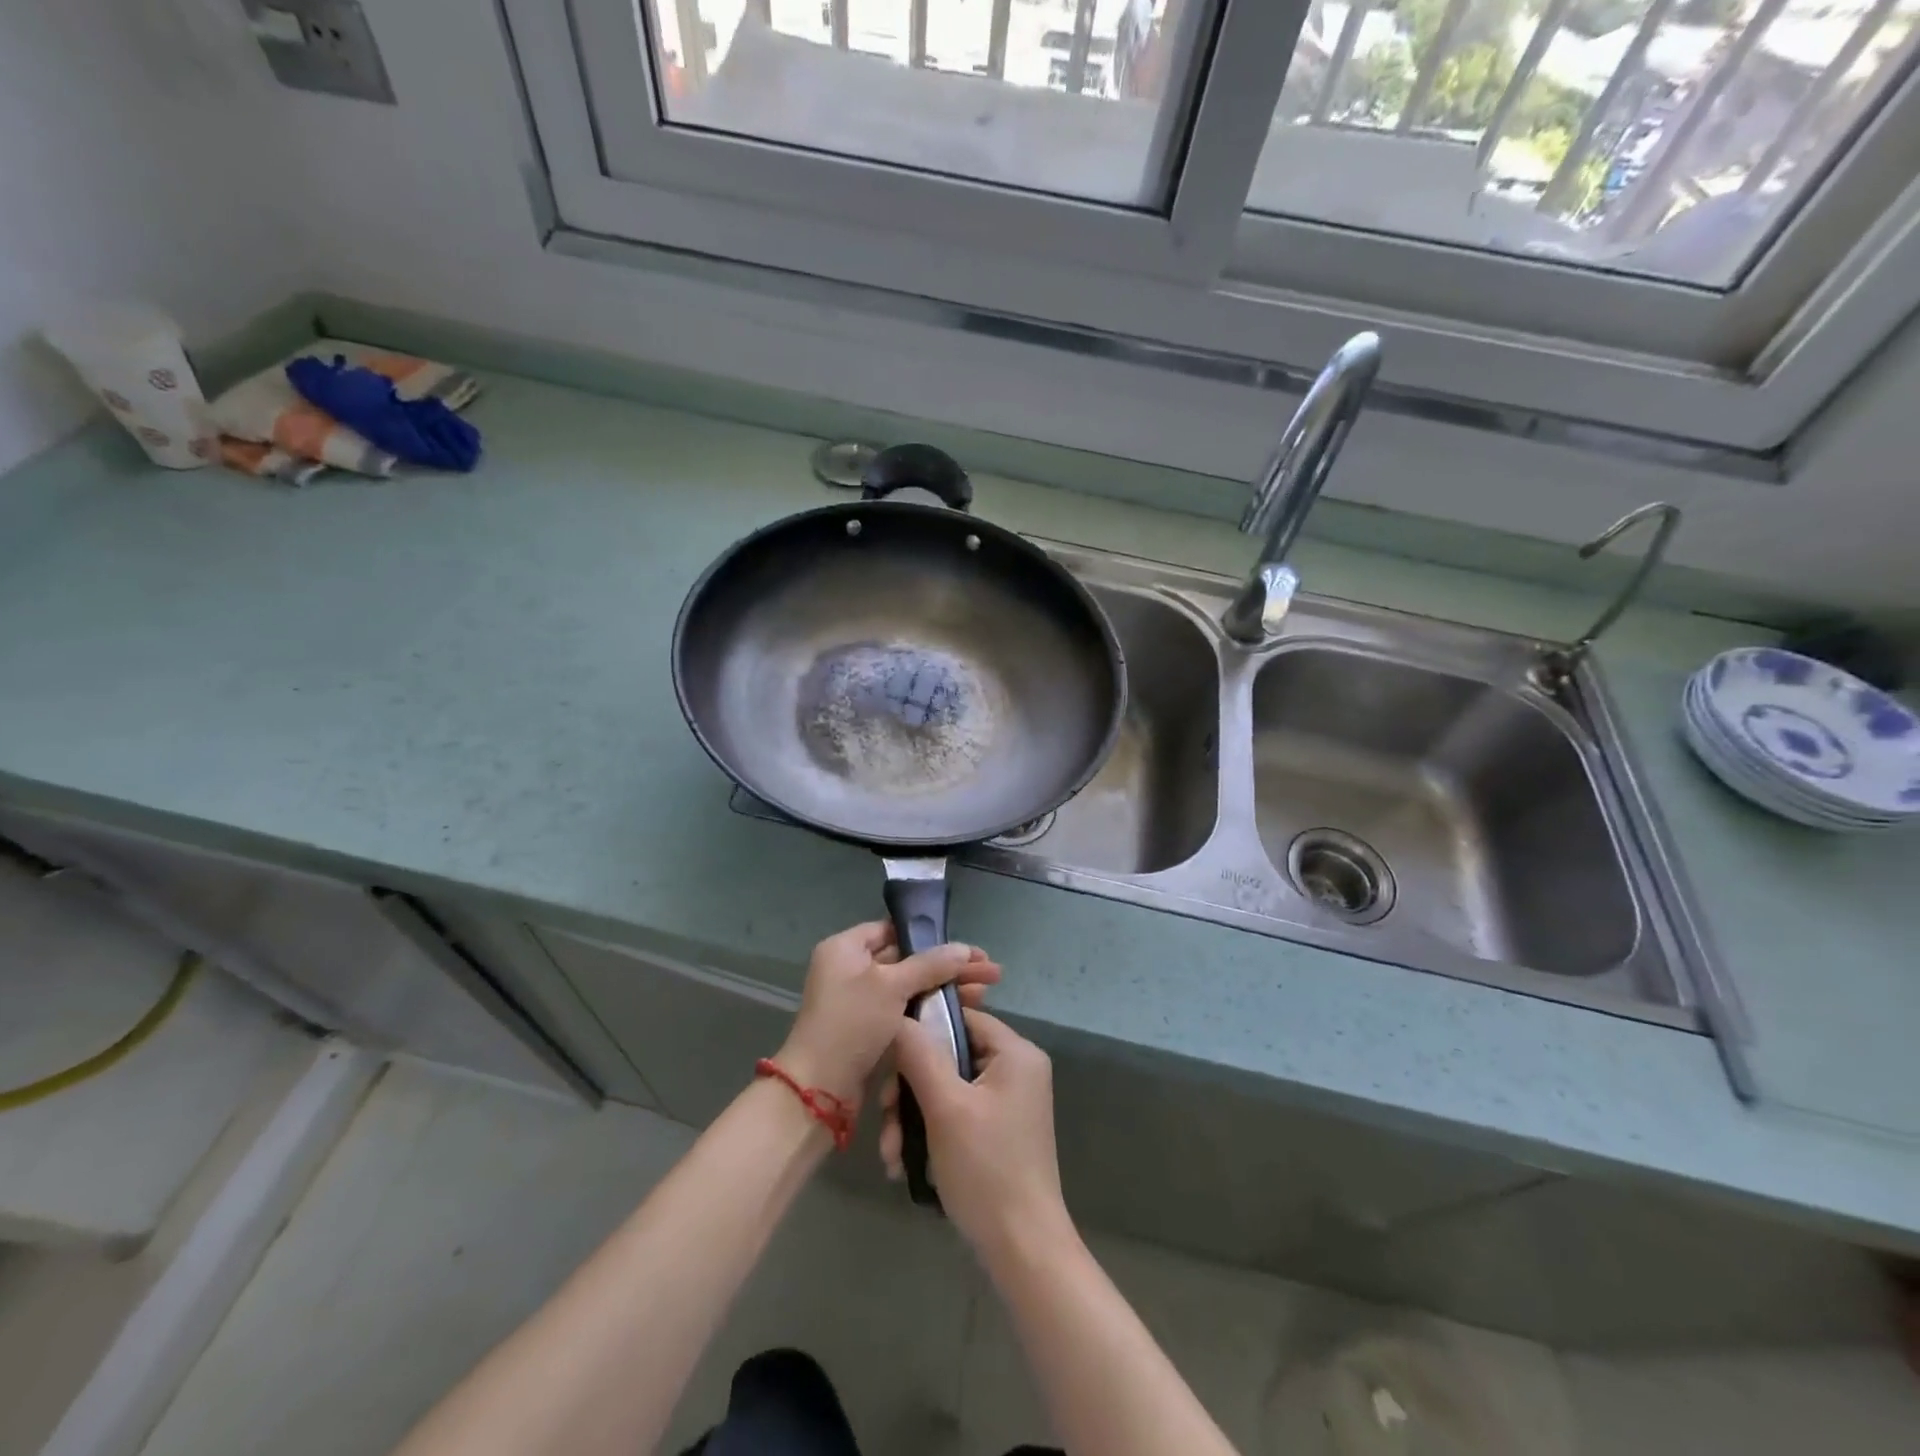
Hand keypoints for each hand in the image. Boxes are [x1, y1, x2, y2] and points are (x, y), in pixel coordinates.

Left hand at [775, 921, 1000, 1107]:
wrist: (819, 1090)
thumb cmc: (851, 1024)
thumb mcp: (891, 986)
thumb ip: (929, 965)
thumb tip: (964, 949)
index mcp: (846, 949)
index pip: (893, 930)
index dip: (931, 936)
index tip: (968, 948)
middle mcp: (851, 970)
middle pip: (908, 959)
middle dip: (949, 966)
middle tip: (990, 972)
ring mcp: (862, 1002)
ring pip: (911, 987)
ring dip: (946, 988)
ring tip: (986, 993)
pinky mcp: (871, 1030)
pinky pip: (907, 1010)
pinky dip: (931, 1010)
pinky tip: (964, 1013)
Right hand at [882, 1008, 1067, 1260]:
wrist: (1023, 1251)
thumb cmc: (986, 1169)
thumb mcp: (946, 1107)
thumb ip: (919, 1055)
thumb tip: (898, 1017)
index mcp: (1015, 1053)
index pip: (959, 1017)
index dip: (920, 1032)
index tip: (887, 1060)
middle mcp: (1015, 1070)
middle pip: (948, 1056)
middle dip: (909, 1089)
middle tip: (885, 1119)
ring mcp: (1007, 1102)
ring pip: (945, 1088)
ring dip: (911, 1117)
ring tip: (890, 1155)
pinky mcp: (996, 1131)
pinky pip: (955, 1114)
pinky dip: (928, 1133)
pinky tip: (902, 1164)